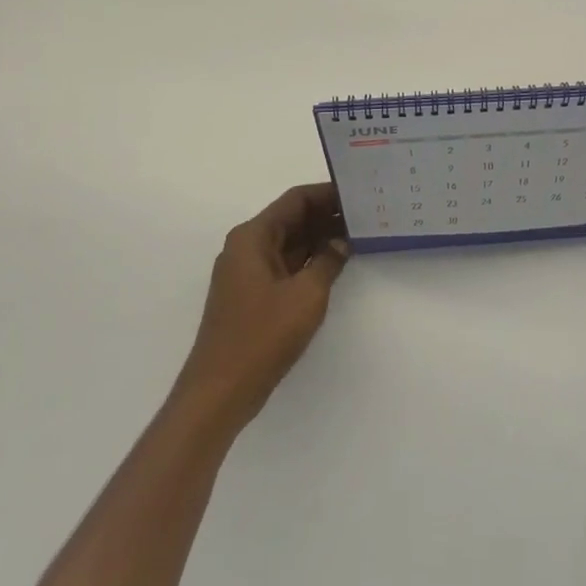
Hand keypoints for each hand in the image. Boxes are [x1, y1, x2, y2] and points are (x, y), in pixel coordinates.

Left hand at [173, 184, 349, 434]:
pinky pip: (285, 264)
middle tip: (366, 213)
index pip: (296, 200)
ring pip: (290, 242)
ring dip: (320, 238)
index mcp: (253, 237)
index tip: (359, 192)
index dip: (328, 194)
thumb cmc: (262, 336)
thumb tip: (342, 241)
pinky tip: (336, 263)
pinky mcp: (252, 295)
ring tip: (359, 234)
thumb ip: (328, 261)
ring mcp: (247, 272)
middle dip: (327, 215)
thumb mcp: (306, 295)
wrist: (219, 392)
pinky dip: (310, 260)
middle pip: (292, 218)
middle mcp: (246, 247)